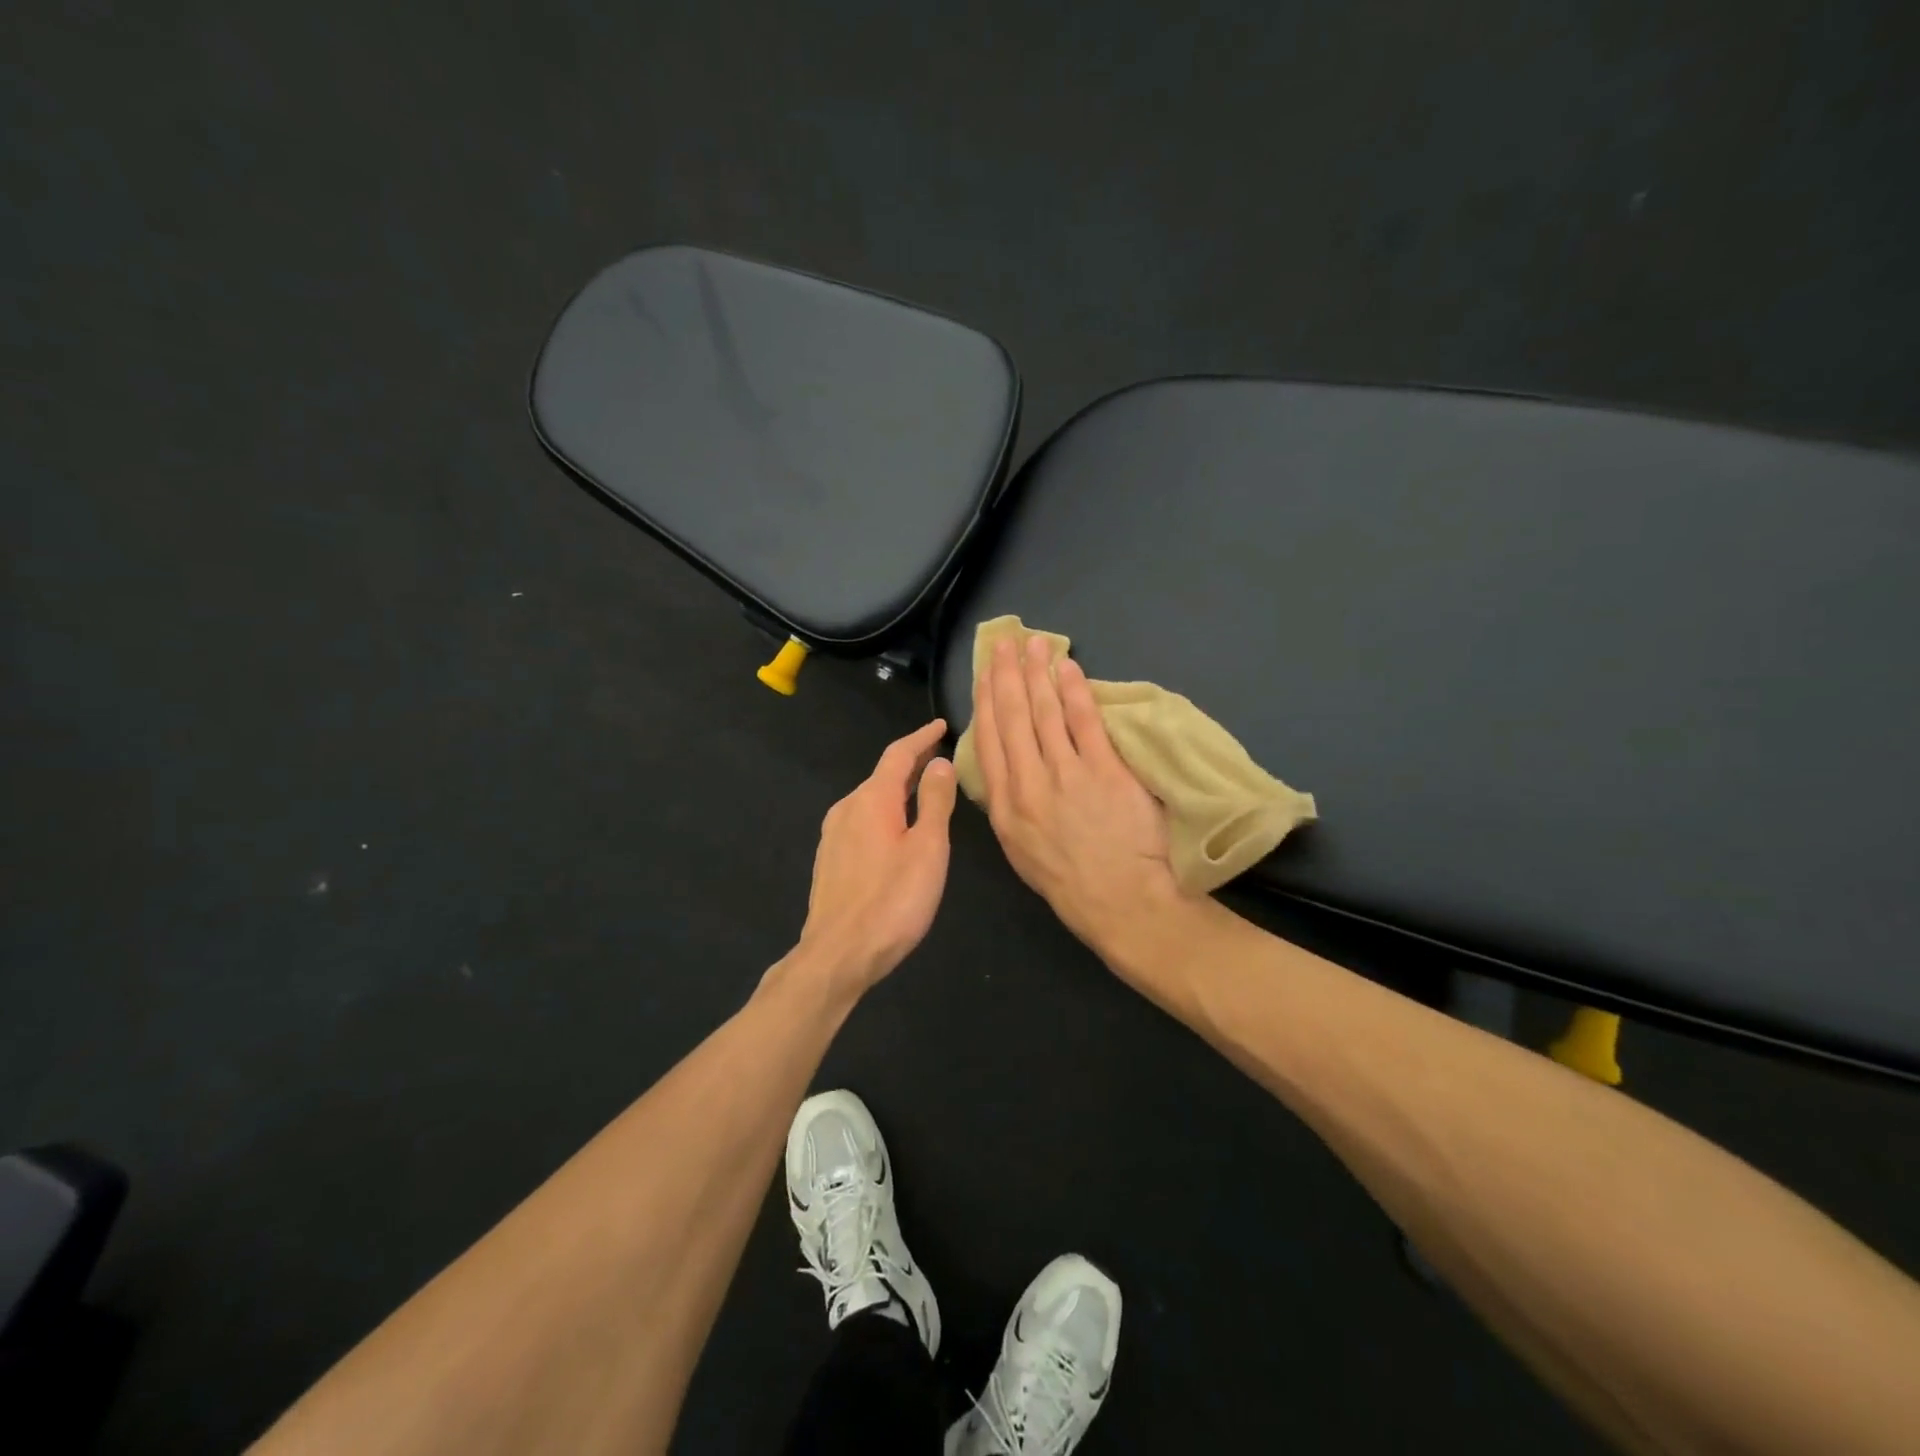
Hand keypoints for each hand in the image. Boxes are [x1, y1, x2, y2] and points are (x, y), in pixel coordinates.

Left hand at [794, 719, 956, 994]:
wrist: (838, 954)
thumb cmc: (893, 900)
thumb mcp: (927, 848)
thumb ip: (935, 802)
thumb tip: (939, 763)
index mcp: (872, 799)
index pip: (899, 755)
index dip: (922, 738)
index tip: (941, 725)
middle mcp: (846, 808)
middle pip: (882, 776)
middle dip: (911, 764)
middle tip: (940, 759)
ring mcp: (832, 835)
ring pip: (870, 800)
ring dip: (897, 791)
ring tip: (923, 792)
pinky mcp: (829, 860)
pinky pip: (861, 821)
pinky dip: (883, 814)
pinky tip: (895, 831)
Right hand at [973, 636, 1182, 952]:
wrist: (1121, 902)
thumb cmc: (1069, 882)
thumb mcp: (1021, 850)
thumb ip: (1009, 806)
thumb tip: (1006, 768)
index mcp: (1004, 805)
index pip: (989, 740)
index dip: (986, 701)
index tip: (985, 673)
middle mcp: (1028, 784)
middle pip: (1013, 718)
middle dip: (1007, 675)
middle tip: (1005, 643)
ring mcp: (1067, 775)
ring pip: (1046, 713)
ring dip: (1038, 673)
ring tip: (1035, 644)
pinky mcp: (1105, 771)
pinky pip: (1086, 722)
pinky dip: (1076, 692)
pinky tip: (1069, 669)